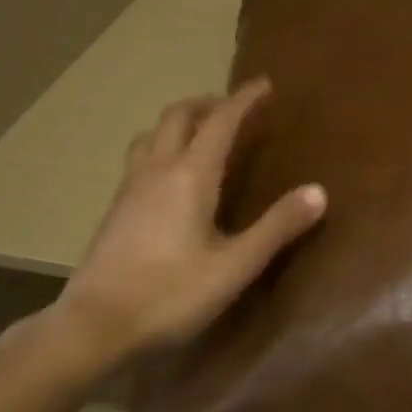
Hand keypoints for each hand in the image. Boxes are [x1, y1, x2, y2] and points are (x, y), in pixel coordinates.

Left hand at [51, 80, 325, 361]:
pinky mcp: (115, 209)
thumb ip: (277, 226)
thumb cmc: (170, 294)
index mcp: (190, 175)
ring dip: (180, 122)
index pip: (221, 120)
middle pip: (178, 115)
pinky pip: (140, 157)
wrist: (93, 327)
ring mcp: (130, 187)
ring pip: (153, 133)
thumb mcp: (235, 265)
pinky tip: (170, 177)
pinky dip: (162, 146)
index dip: (244, 99)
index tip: (264, 84)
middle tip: (233, 108)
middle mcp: (157, 169)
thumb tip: (319, 191)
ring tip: (201, 134)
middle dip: (208, 103)